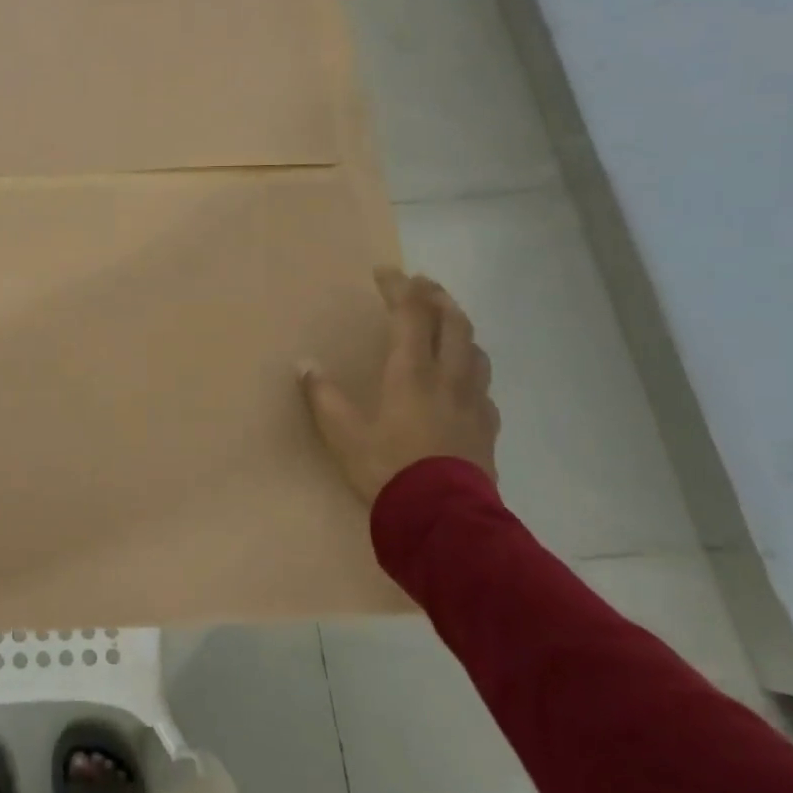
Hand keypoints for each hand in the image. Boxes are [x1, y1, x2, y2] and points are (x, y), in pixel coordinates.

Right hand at [300, 267, 500, 508]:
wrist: (443, 520)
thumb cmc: (388, 469)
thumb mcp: (343, 434)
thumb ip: (324, 397)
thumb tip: (306, 366)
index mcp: (412, 372)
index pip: (411, 314)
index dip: (399, 288)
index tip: (385, 272)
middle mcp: (448, 377)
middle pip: (453, 322)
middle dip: (437, 297)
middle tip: (422, 285)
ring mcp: (474, 402)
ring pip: (476, 350)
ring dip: (460, 328)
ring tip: (447, 325)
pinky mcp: (487, 428)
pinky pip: (483, 386)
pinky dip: (472, 369)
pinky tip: (464, 381)